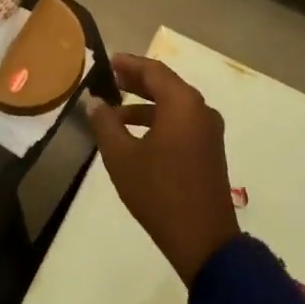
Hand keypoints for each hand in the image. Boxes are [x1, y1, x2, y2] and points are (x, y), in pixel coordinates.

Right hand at [85, 55, 239, 285]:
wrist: (204, 242)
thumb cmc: (159, 193)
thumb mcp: (122, 158)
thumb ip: (106, 124)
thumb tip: (94, 102)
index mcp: (183, 103)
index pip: (153, 70)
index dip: (129, 64)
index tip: (108, 62)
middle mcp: (200, 109)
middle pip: (166, 84)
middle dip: (136, 81)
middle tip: (109, 79)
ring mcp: (209, 131)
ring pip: (173, 105)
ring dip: (145, 104)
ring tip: (114, 111)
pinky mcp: (210, 150)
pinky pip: (182, 122)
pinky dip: (159, 120)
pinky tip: (135, 135)